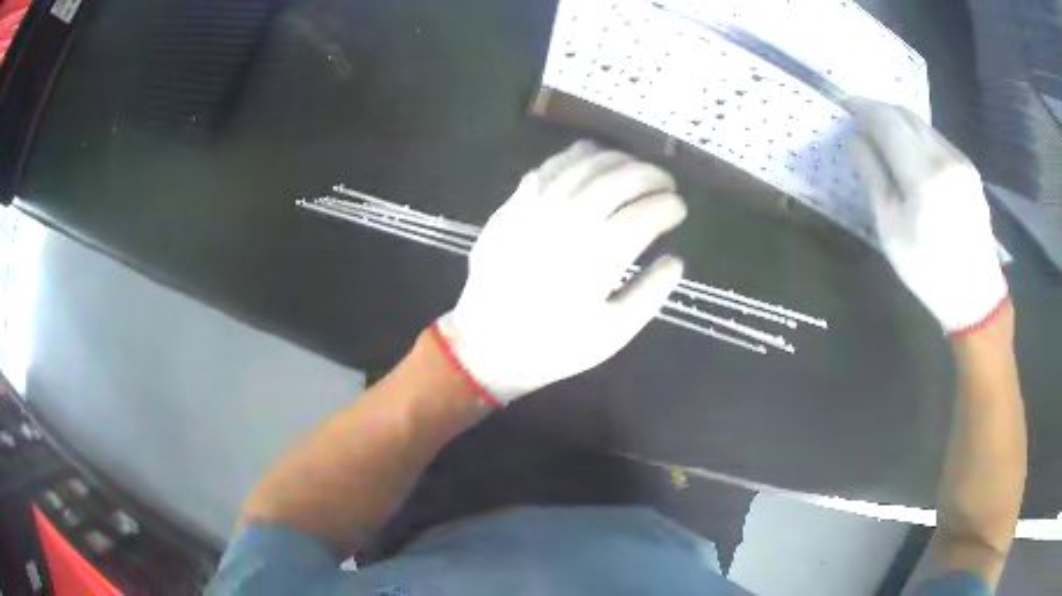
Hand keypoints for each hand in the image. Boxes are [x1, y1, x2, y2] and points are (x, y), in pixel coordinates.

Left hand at [431, 141, 686, 404]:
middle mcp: (571, 220)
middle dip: (652, 175)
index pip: (647, 213)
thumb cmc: (555, 345)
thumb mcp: (613, 333)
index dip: (670, 206)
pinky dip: (576, 155)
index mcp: (600, 255)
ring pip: (587, 164)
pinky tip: (591, 158)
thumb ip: (650, 294)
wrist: (488, 344)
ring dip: (619, 159)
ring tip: (635, 168)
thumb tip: (675, 260)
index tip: (679, 209)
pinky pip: (550, 166)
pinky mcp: (515, 204)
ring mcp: (539, 206)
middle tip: (665, 184)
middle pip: (621, 178)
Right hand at [845, 98, 1007, 333]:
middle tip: (858, 118)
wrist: (975, 294)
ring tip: (881, 135)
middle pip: (905, 115)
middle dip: (879, 110)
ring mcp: (959, 159)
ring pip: (922, 124)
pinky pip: (936, 138)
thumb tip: (855, 140)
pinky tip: (909, 153)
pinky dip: (916, 136)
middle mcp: (944, 156)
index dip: (862, 107)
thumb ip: (873, 178)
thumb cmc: (928, 270)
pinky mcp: (968, 167)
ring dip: (898, 123)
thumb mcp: (892, 230)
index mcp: (923, 175)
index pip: (886, 121)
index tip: (843, 105)